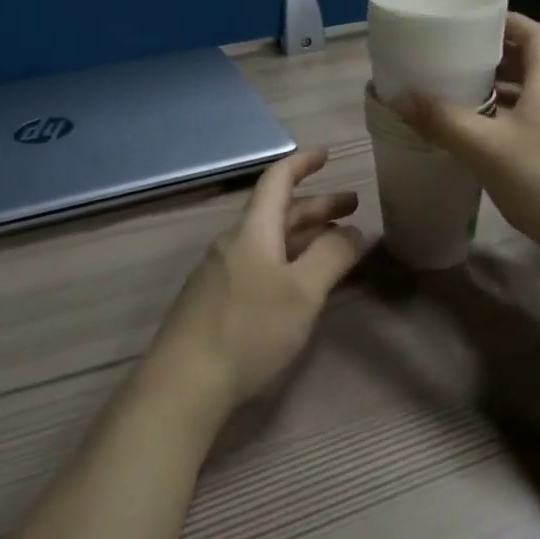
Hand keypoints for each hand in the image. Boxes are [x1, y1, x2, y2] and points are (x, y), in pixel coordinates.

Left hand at [142, 147, 367, 426]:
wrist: (183, 385)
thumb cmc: (248, 329)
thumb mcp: (302, 292)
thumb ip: (331, 257)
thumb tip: (356, 231)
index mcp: (253, 230)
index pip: (278, 180)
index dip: (303, 163)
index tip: (328, 154)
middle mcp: (234, 243)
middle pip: (278, 211)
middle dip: (317, 206)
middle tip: (353, 206)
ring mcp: (222, 272)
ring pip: (270, 240)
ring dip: (304, 235)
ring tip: (336, 243)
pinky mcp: (217, 300)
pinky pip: (260, 264)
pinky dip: (289, 259)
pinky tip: (301, 282)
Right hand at [393, 12, 539, 272]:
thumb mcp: (486, 148)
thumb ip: (443, 121)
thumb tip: (401, 97)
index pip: (537, 35)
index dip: (509, 21)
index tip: (474, 21)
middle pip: (529, 65)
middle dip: (492, 57)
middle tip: (453, 57)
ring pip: (525, 100)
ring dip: (493, 94)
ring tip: (454, 94)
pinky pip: (523, 130)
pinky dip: (497, 126)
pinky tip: (471, 141)